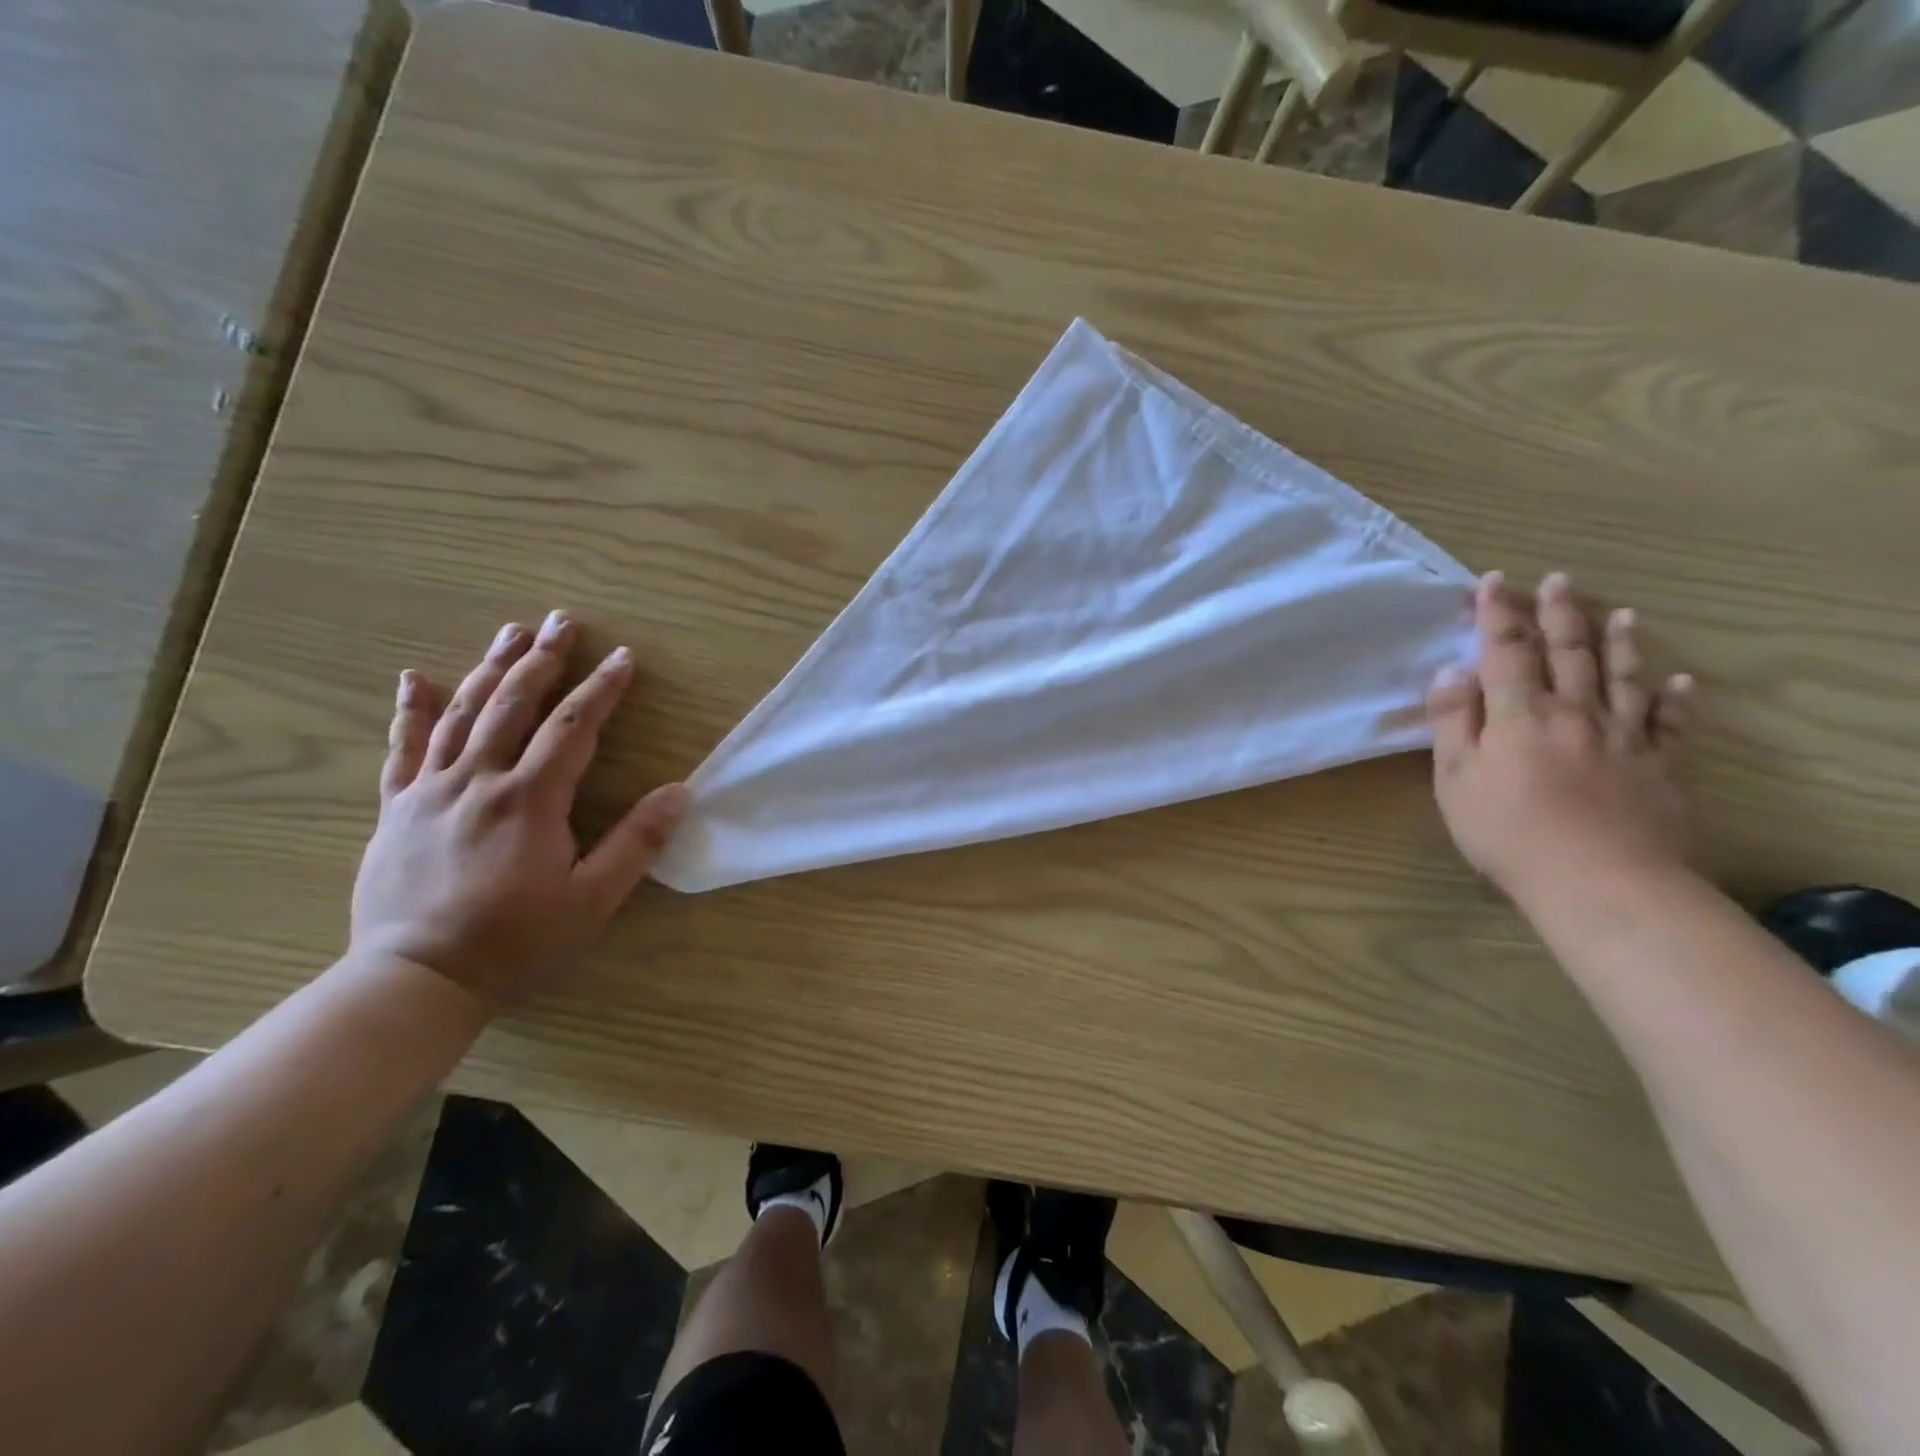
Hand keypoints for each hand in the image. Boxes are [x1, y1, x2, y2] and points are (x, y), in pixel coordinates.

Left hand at [350, 612, 688, 1001]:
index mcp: (530, 800)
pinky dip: (410, 711)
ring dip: (490, 668)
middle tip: (563, 621)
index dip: (601, 689)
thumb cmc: (516, 940)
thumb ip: (637, 843)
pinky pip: (403, 749)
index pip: (572, 728)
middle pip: (514, 705)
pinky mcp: (397, 809)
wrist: (415, 979)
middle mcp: (478, 781)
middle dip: (543, 660)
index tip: (624, 658)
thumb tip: (680, 792)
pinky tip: (416, 677)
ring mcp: (430, 791)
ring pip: (462, 714)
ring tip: (511, 632)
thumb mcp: (592, 900)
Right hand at [1427, 571, 1692, 906]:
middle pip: (1566, 652)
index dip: (1497, 613)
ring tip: (1622, 613)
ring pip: (1620, 677)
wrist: (1598, 880)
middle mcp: (1572, 712)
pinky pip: (1668, 724)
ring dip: (1618, 642)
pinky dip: (1673, 700)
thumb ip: (1452, 722)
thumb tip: (1451, 672)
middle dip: (1558, 614)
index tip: (1492, 581)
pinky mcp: (1656, 766)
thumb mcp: (1455, 779)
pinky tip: (1678, 682)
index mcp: (1518, 714)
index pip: (1504, 650)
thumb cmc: (1507, 831)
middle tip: (1558, 580)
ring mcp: (1621, 737)